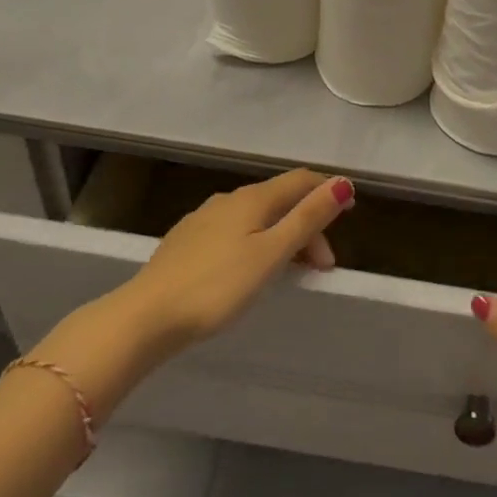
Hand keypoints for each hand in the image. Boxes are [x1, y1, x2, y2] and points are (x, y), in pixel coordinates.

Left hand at [31, 168, 353, 413]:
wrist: (146, 316)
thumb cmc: (217, 287)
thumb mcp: (271, 253)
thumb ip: (307, 218)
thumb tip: (342, 182)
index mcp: (253, 198)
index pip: (300, 180)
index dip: (327, 190)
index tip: (350, 212)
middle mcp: (229, 199)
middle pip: (280, 200)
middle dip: (307, 225)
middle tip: (321, 266)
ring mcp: (204, 218)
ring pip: (256, 216)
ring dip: (282, 235)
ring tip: (291, 271)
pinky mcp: (187, 241)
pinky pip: (234, 230)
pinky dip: (256, 242)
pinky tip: (250, 268)